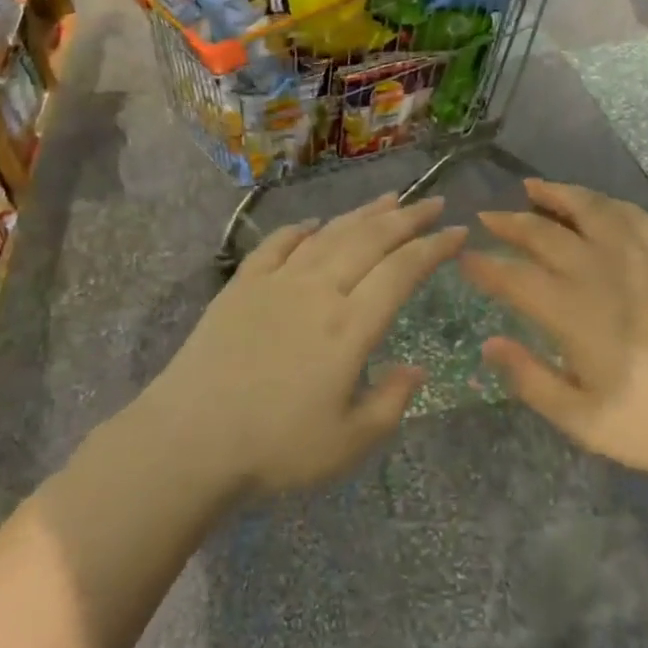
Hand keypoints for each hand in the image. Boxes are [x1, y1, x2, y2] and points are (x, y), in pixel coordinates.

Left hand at [147, 194, 465, 496]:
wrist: (189, 439)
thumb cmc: (275, 448)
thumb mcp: (348, 443)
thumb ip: (390, 403)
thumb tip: (418, 370)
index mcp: (350, 326)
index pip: (402, 271)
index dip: (434, 247)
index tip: (458, 232)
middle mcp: (318, 290)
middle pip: (370, 240)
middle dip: (408, 217)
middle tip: (433, 202)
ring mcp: (277, 282)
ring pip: (329, 234)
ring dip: (363, 214)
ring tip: (389, 199)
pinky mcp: (241, 285)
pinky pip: (277, 245)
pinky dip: (300, 230)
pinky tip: (313, 224)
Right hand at [460, 181, 647, 481]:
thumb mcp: (585, 422)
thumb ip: (532, 380)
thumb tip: (490, 343)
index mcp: (575, 313)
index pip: (515, 277)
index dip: (485, 266)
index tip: (464, 258)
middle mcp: (602, 273)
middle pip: (545, 234)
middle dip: (509, 223)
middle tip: (486, 217)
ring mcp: (641, 259)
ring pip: (589, 210)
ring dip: (556, 196)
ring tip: (532, 188)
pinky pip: (630, 216)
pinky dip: (604, 203)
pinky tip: (596, 205)